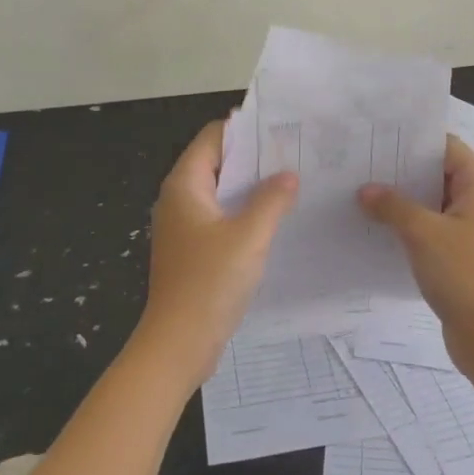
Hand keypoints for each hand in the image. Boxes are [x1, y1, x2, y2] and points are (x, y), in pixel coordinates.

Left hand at [134, 119, 298, 386]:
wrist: (178, 345)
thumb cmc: (210, 283)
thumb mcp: (249, 236)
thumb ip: (272, 200)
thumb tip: (288, 174)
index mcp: (185, 185)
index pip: (214, 137)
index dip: (246, 129)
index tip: (282, 129)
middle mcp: (179, 199)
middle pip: (218, 162)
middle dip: (254, 158)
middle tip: (295, 154)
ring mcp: (184, 226)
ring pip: (221, 192)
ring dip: (252, 187)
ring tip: (292, 183)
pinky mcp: (192, 250)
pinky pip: (220, 217)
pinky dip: (244, 212)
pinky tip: (274, 220)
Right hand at [358, 135, 473, 377]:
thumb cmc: (464, 273)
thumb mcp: (423, 233)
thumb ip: (392, 206)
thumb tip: (365, 190)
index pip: (446, 146)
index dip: (415, 140)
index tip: (379, 138)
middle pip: (437, 172)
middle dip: (402, 169)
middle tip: (362, 163)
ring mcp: (469, 229)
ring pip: (431, 202)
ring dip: (402, 198)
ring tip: (361, 191)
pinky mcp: (459, 254)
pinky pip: (430, 227)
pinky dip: (408, 223)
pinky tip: (377, 225)